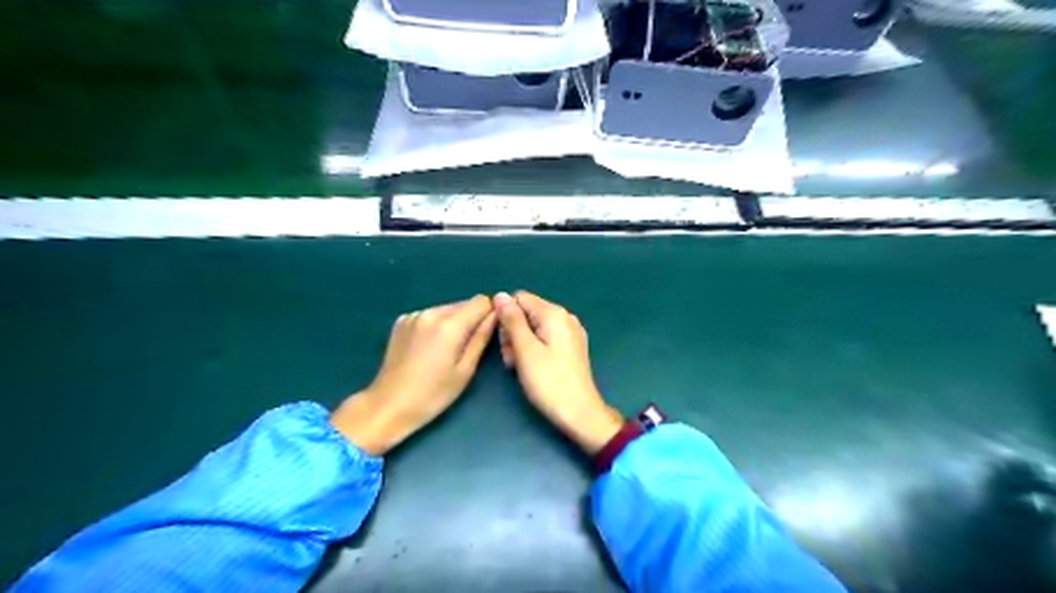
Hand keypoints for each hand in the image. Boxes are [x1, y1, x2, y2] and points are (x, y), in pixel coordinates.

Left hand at [329, 295, 494, 452]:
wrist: (388, 405)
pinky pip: (430, 315)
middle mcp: (431, 312)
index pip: (481, 301)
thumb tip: (496, 316)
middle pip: (464, 304)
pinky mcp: (402, 321)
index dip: (490, 314)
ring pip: (446, 309)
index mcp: (449, 325)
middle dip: (471, 319)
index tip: (489, 332)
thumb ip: (481, 338)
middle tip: (467, 348)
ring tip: (447, 350)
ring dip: (453, 323)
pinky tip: (429, 348)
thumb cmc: (432, 394)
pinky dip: (435, 326)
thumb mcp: (465, 370)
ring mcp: (414, 315)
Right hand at [498, 293, 625, 453]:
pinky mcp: (571, 347)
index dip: (505, 316)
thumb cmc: (549, 382)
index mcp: (554, 314)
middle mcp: (565, 317)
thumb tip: (500, 295)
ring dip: (521, 344)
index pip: (519, 298)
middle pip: (527, 312)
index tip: (504, 341)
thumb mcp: (525, 350)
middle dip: (513, 332)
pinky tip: (531, 367)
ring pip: (534, 327)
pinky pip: (545, 338)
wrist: (579, 413)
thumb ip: (512, 320)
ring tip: (520, 367)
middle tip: (511, 359)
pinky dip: (534, 349)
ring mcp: (570, 332)